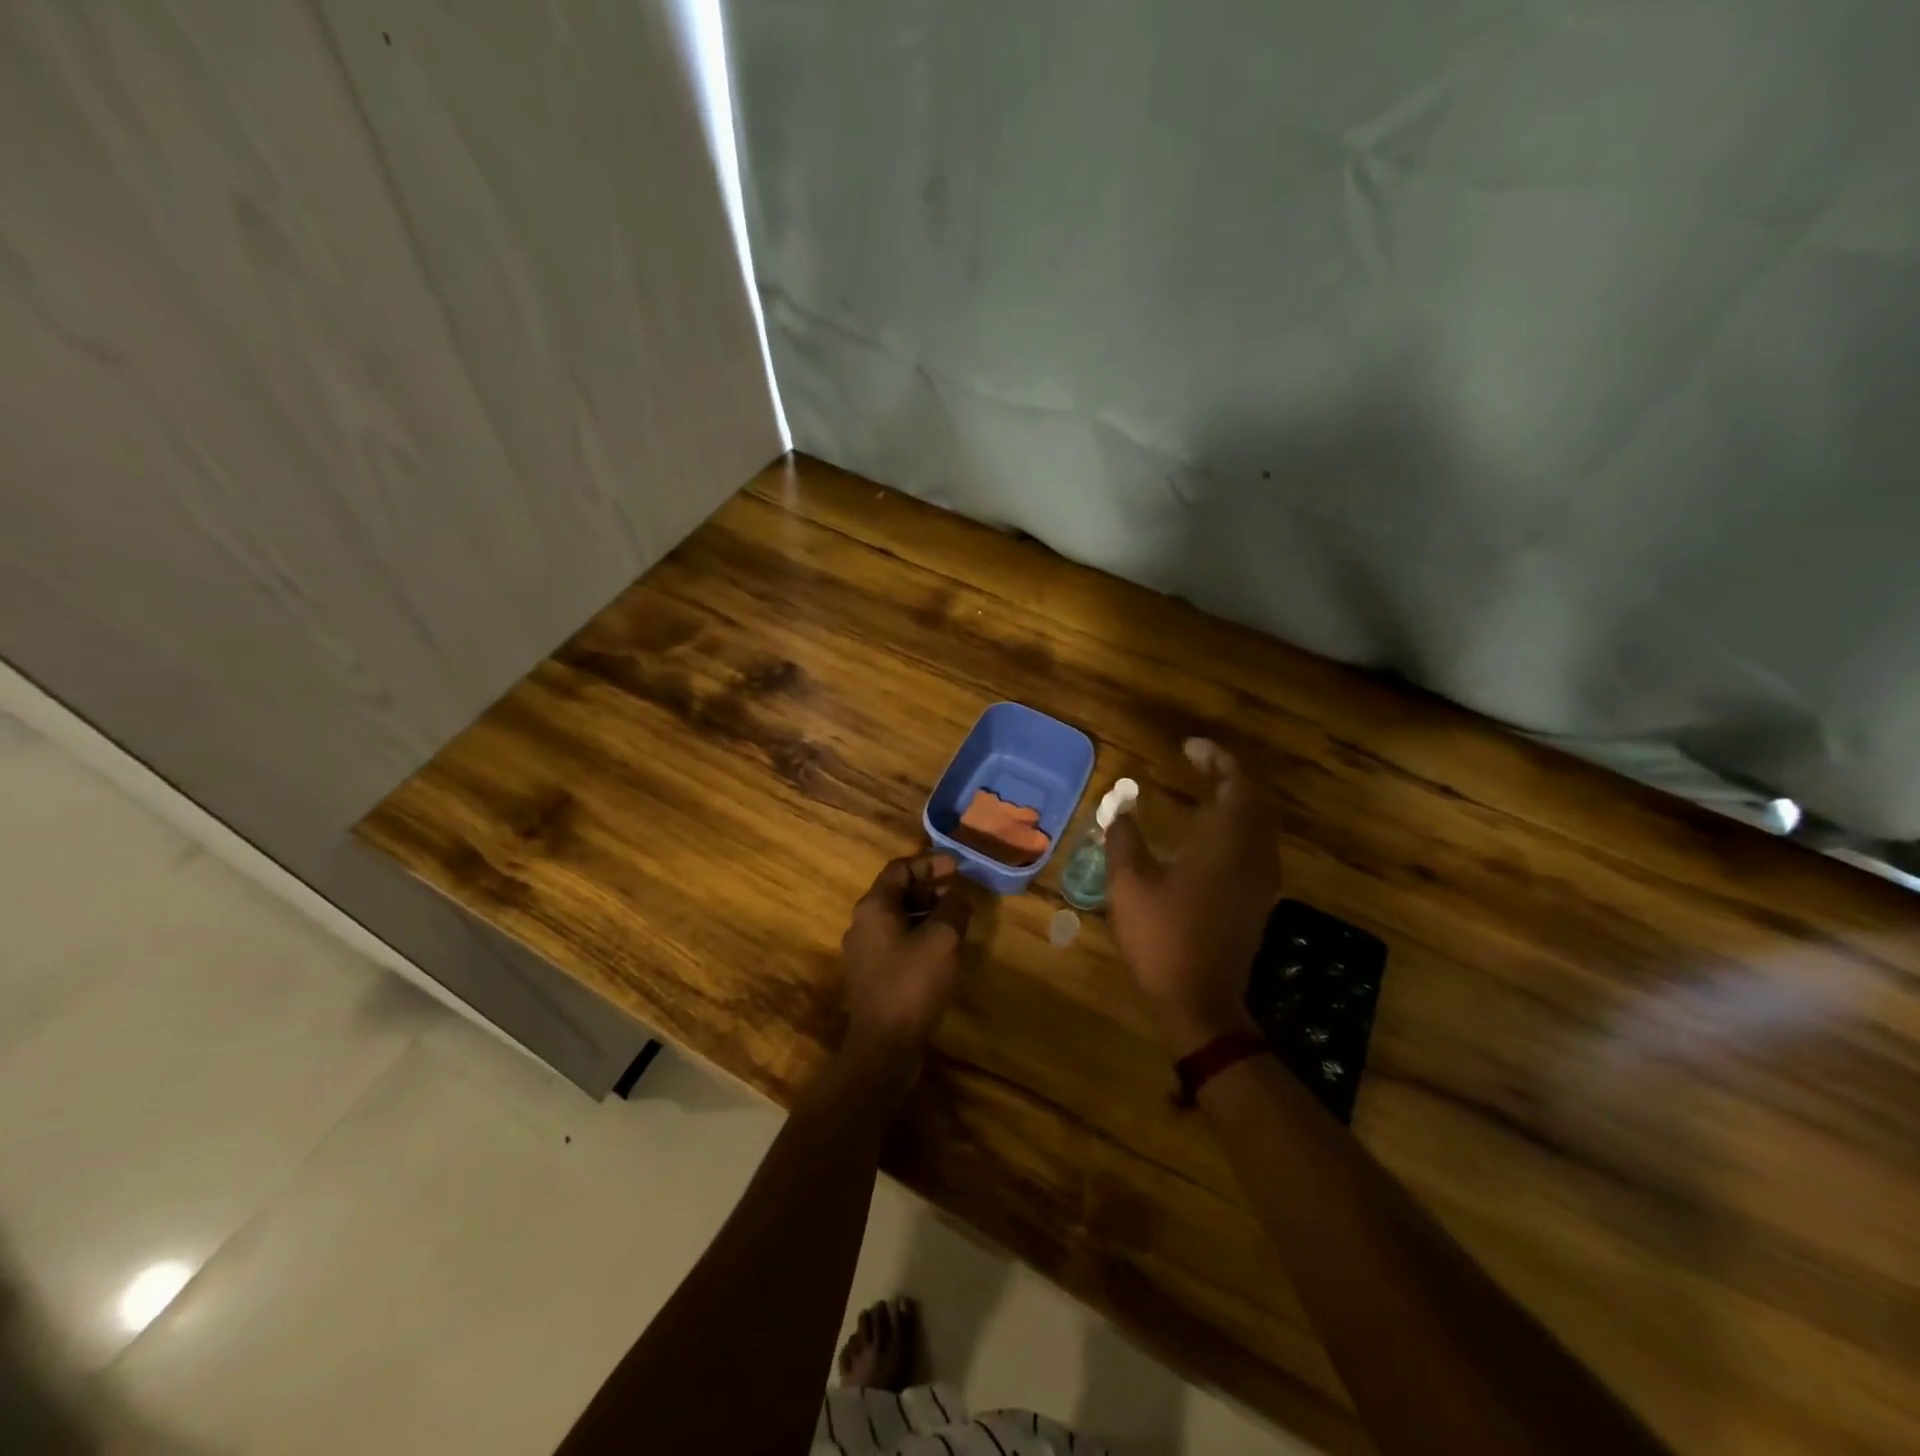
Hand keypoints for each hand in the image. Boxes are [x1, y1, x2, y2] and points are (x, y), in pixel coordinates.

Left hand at [839, 852, 973, 1072]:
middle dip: (930, 886)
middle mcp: (862, 922)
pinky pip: (897, 939)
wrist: (884, 1045)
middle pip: (897, 891)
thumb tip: (958, 894)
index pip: (900, 868)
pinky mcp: (872, 972)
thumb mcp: (942, 939)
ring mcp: (865, 949)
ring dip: (927, 910)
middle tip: (960, 891)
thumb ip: (953, 908)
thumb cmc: (912, 983)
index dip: (930, 862)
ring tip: (956, 916)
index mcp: (873, 907)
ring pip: (898, 916)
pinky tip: (943, 945)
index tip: (957, 866)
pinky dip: (919, 931)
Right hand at [1106, 739, 1278, 1056]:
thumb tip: (1119, 808)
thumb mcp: (1128, 885)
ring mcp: (1261, 879)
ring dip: (1237, 799)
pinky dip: (1239, 824)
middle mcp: (1253, 855)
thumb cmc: (1162, 938)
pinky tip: (1212, 833)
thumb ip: (1123, 839)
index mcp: (1225, 844)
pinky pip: (1257, 845)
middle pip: (1253, 800)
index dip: (1215, 758)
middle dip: (1228, 774)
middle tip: (1197, 761)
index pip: (1234, 784)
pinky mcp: (1258, 899)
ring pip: (1259, 823)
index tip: (1188, 747)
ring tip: (1206, 788)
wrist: (1199, 1001)